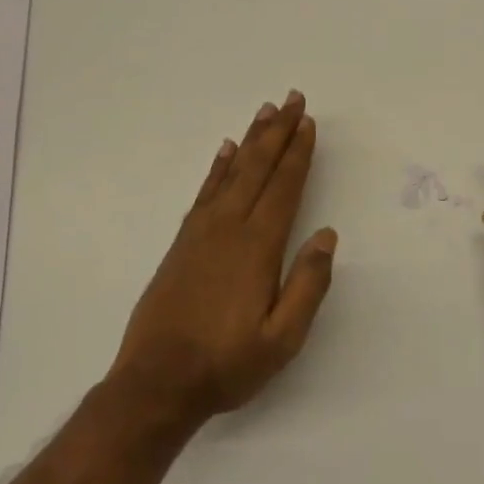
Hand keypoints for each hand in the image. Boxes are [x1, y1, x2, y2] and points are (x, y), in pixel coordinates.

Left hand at [107, 91, 336, 426]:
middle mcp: (228, 228)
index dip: (298, 153)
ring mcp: (200, 233)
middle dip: (278, 132)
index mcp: (257, 247)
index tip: (308, 122)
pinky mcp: (181, 244)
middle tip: (292, 99)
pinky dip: (217, 167)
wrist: (156, 383)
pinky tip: (224, 151)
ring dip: (250, 140)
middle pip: (258, 168)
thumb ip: (308, 285)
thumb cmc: (227, 364)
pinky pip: (204, 192)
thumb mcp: (282, 339)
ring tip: (264, 112)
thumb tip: (327, 236)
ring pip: (231, 172)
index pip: (284, 187)